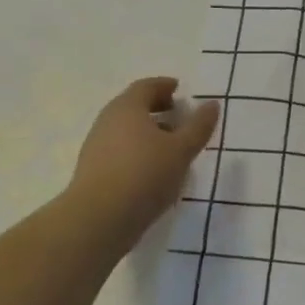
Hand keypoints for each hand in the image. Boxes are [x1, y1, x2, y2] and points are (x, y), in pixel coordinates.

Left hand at [65, 78, 218, 250]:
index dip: (164, 86)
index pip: (147, 86)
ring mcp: (96, 146)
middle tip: (178, 115)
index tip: (179, 90)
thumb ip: (199, 126)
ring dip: (148, 132)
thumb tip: (211, 104)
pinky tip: (153, 170)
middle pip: (133, 106)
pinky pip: (120, 150)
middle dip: (157, 108)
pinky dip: (138, 150)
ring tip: (170, 146)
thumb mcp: (181, 150)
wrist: (99, 218)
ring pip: (126, 130)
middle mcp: (108, 120)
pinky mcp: (93, 170)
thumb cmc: (145, 174)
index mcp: (127, 107)